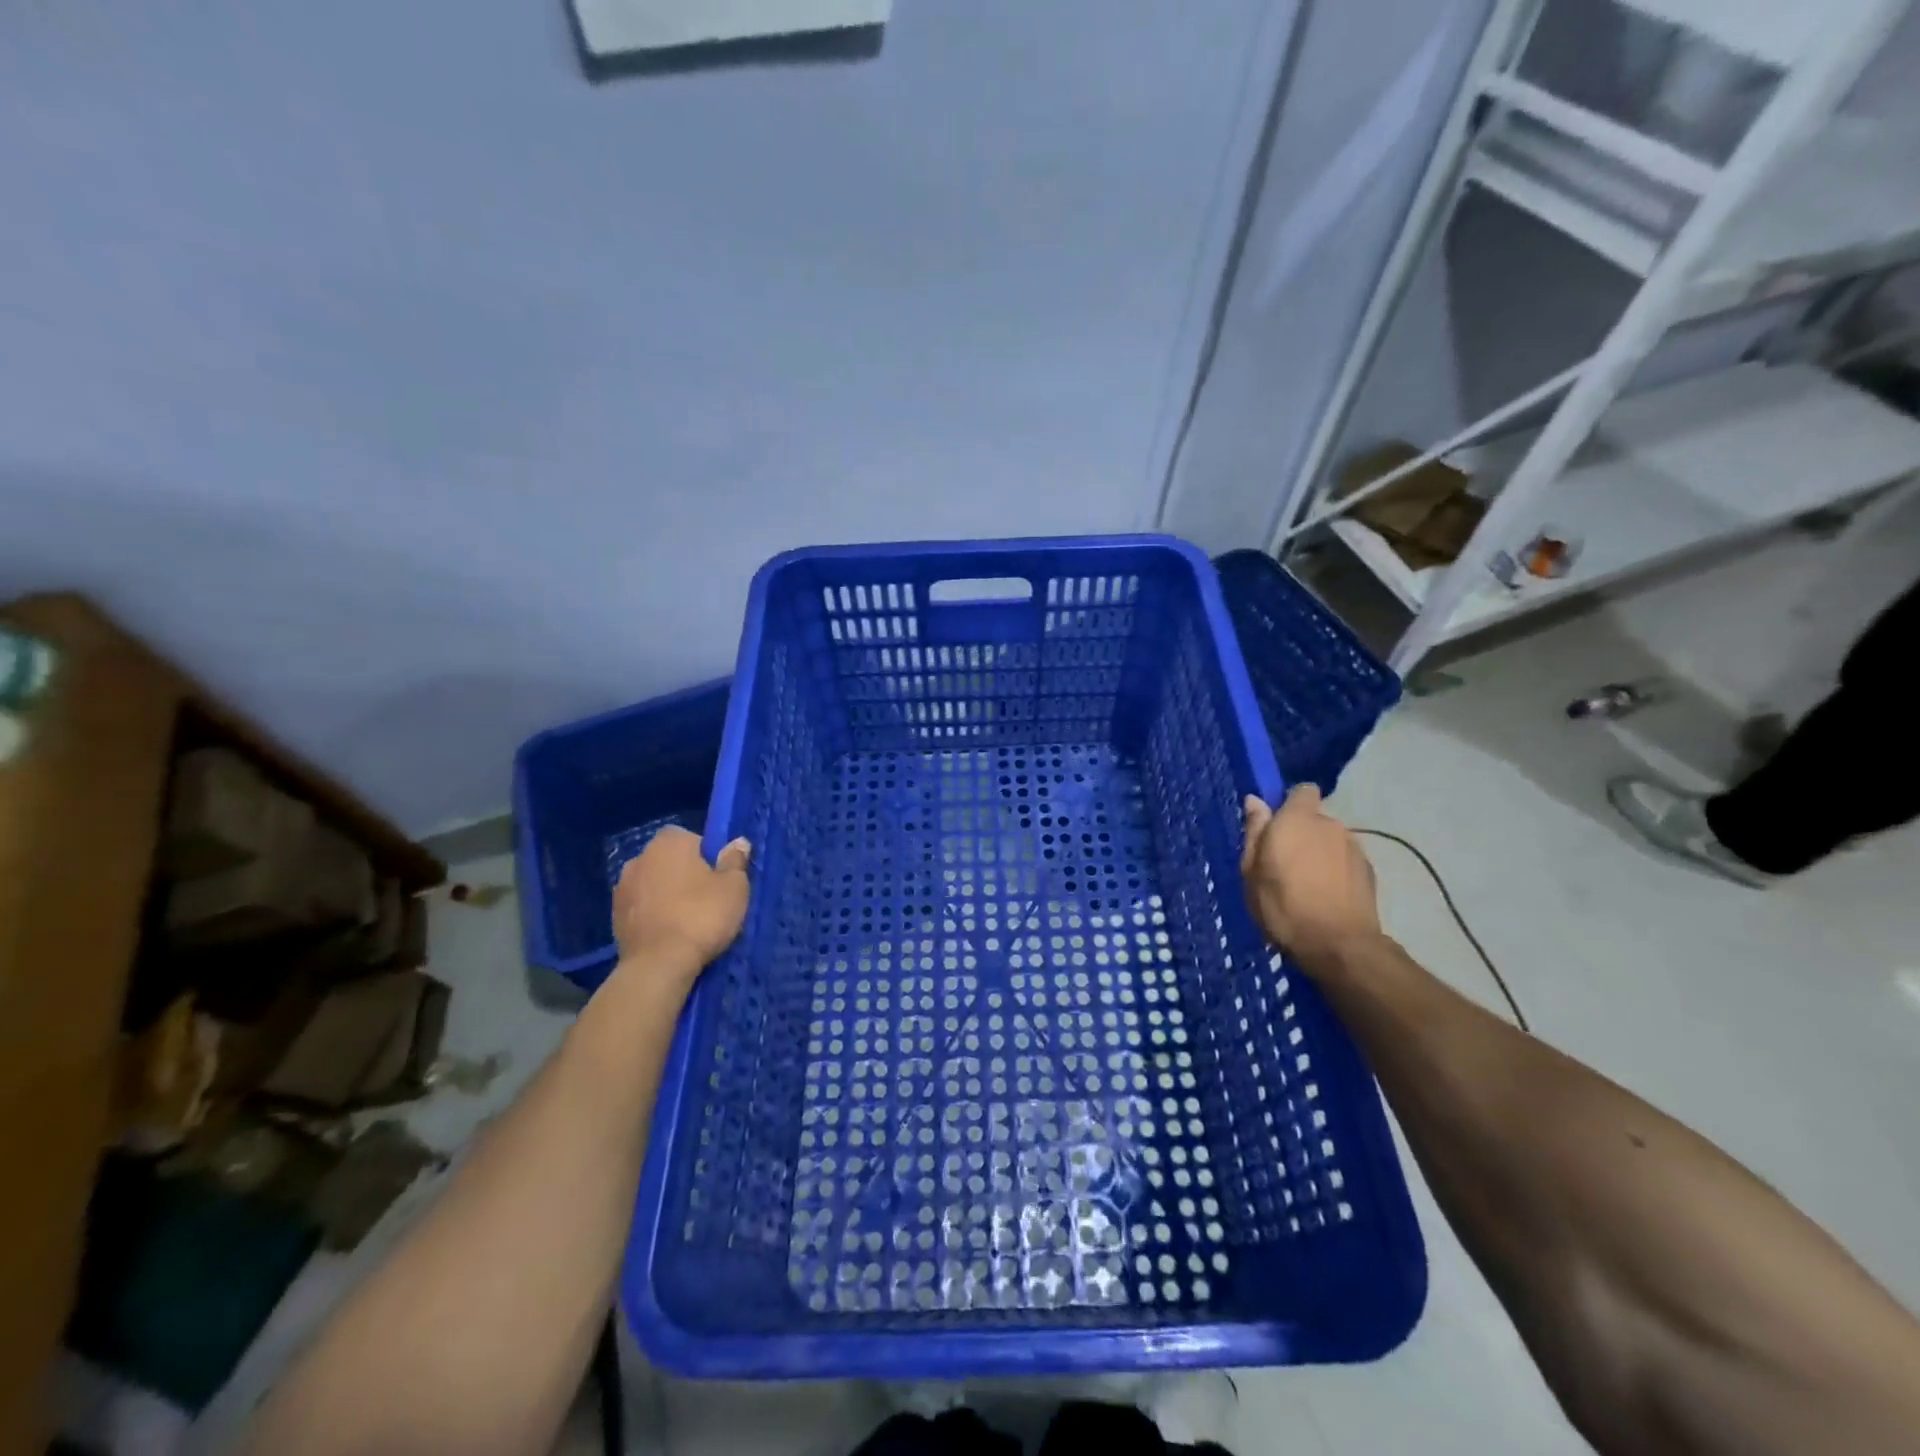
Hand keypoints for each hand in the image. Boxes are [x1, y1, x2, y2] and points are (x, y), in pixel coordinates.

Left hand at [612, 827, 750, 975]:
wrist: (659, 965)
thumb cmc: (702, 916)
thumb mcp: (734, 887)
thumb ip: (735, 860)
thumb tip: (738, 842)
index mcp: (669, 843)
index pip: (692, 838)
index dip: (708, 856)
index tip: (719, 878)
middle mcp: (639, 858)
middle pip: (670, 861)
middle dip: (685, 874)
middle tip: (707, 899)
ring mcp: (622, 888)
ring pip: (654, 884)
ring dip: (667, 895)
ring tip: (687, 920)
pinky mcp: (614, 917)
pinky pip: (642, 908)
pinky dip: (653, 915)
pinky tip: (669, 934)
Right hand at [1241, 786, 1380, 969]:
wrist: (1339, 945)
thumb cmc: (1283, 905)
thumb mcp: (1252, 870)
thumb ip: (1255, 831)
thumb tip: (1255, 800)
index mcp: (1297, 819)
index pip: (1301, 790)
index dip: (1289, 804)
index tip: (1275, 826)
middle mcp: (1329, 824)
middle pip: (1314, 819)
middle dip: (1301, 834)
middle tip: (1284, 864)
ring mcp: (1354, 847)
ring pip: (1330, 841)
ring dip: (1319, 853)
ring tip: (1306, 884)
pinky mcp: (1369, 870)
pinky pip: (1344, 861)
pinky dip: (1335, 871)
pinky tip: (1326, 896)